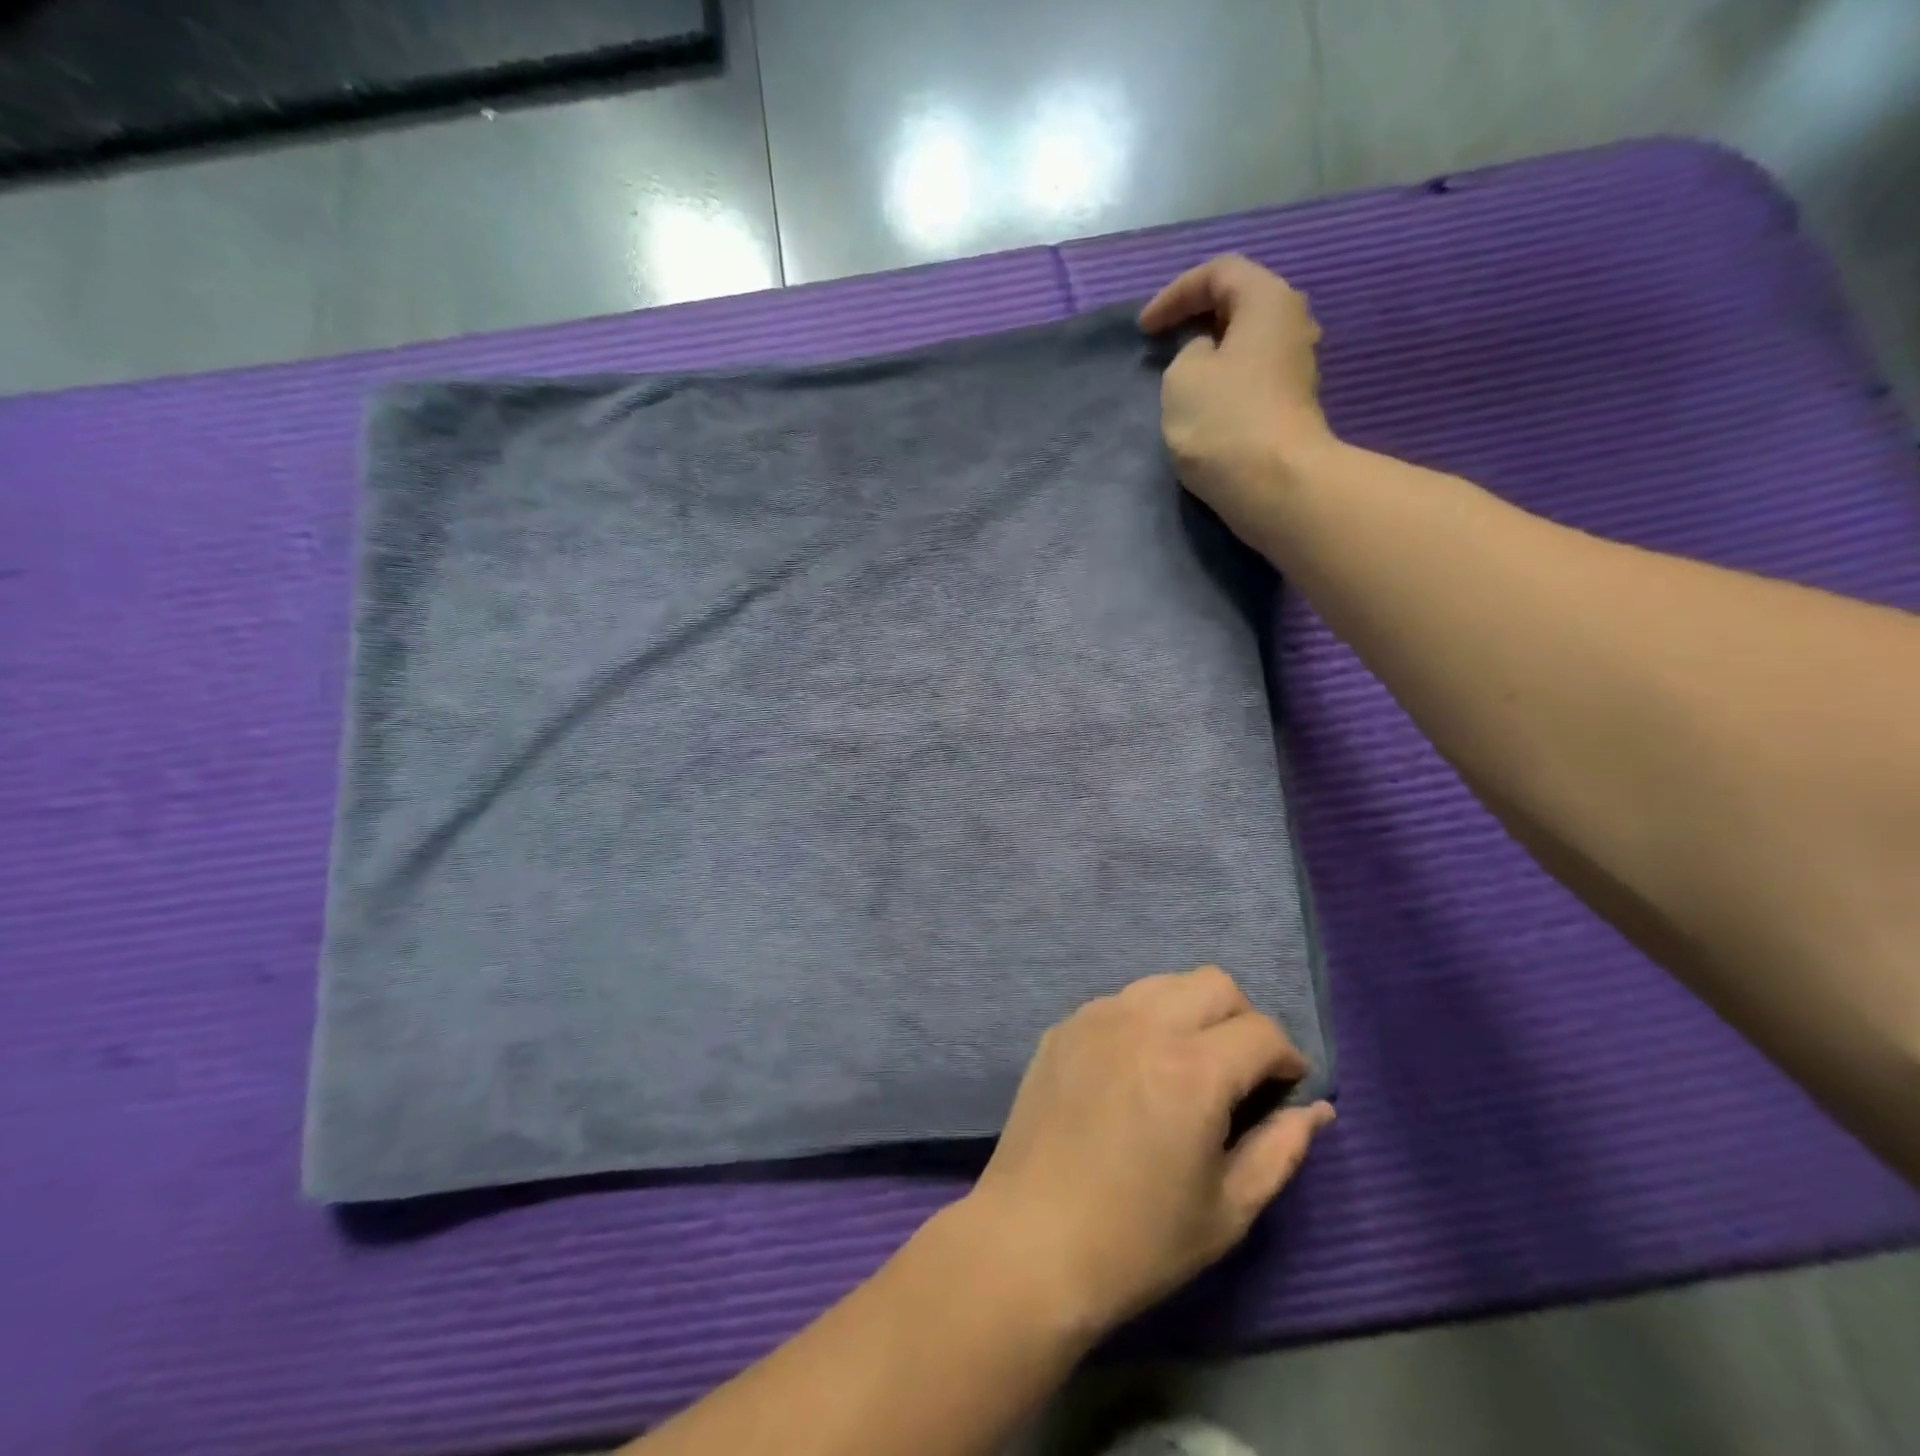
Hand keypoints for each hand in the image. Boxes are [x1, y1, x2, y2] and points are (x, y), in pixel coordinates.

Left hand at [963, 966, 1333, 1336]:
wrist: (1032, 1240)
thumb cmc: (1139, 1239)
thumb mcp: (1229, 1209)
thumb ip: (1281, 1149)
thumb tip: (1318, 1110)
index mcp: (1193, 1069)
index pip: (1262, 1031)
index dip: (1287, 1059)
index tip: (1285, 1089)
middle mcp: (1144, 1024)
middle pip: (1215, 983)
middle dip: (1243, 1020)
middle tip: (1241, 1072)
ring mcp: (1096, 1017)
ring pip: (1164, 982)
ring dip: (1192, 1011)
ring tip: (1188, 1065)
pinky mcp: (1063, 1027)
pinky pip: (1120, 1001)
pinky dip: (1145, 1020)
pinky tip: (1137, 1069)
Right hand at [1139, 254, 1334, 547]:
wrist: (1274, 484)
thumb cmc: (1223, 420)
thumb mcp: (1182, 376)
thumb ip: (1187, 351)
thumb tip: (1208, 355)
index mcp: (1268, 299)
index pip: (1219, 272)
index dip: (1175, 293)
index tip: (1144, 329)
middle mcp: (1292, 322)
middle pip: (1240, 302)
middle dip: (1197, 317)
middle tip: (1162, 340)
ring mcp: (1297, 365)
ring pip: (1247, 340)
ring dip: (1211, 350)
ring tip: (1178, 371)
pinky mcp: (1291, 403)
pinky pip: (1252, 372)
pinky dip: (1224, 377)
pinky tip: (1203, 400)